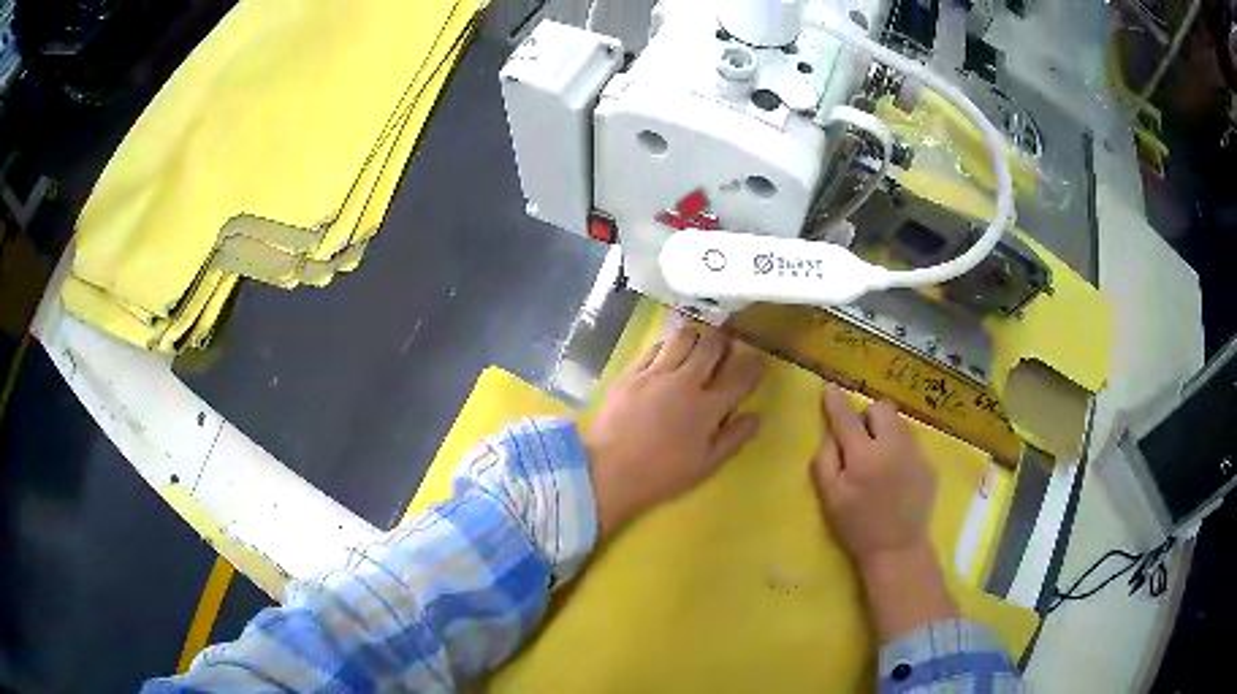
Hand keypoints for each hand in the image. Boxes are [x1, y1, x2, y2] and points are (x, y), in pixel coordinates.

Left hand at [585, 325, 764, 537]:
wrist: (609, 472)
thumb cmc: (662, 474)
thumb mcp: (706, 465)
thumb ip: (734, 438)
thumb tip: (755, 415)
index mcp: (708, 408)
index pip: (741, 376)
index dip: (754, 365)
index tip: (759, 360)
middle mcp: (685, 382)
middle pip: (712, 345)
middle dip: (724, 340)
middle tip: (725, 345)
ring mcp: (655, 374)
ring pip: (683, 336)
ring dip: (696, 337)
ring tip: (696, 345)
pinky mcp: (630, 373)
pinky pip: (654, 347)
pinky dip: (666, 346)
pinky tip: (666, 355)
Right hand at [811, 383, 955, 639]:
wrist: (897, 549)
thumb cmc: (856, 526)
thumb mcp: (829, 497)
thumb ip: (825, 459)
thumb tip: (832, 433)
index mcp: (864, 456)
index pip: (847, 417)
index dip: (836, 401)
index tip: (830, 389)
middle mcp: (893, 446)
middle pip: (882, 409)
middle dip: (868, 418)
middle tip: (860, 441)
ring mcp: (916, 454)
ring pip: (899, 424)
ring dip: (885, 433)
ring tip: (879, 461)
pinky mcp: (929, 465)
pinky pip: (911, 444)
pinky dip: (899, 451)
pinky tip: (895, 477)